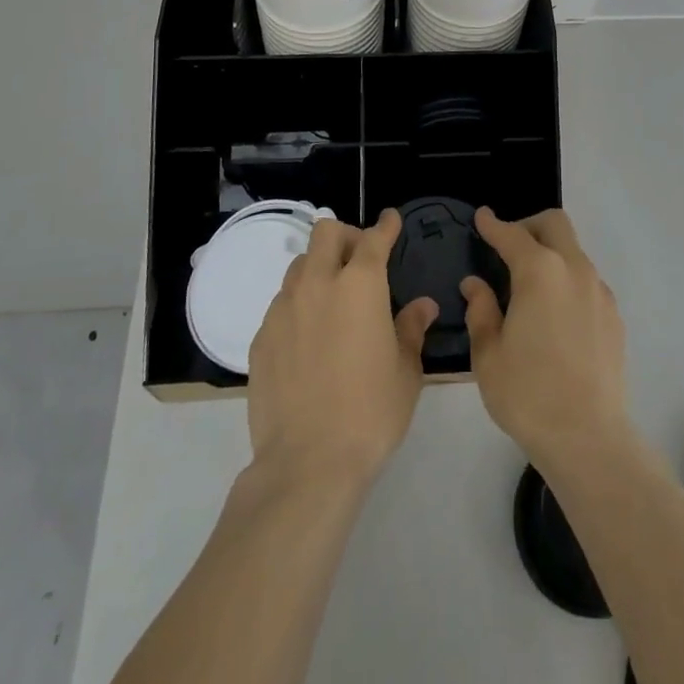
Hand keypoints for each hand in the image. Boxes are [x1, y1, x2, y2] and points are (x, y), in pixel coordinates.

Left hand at [246, 209, 437, 487]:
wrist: (308, 463)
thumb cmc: (371, 412)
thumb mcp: (405, 370)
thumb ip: (411, 328)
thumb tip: (423, 306)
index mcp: (360, 284)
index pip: (374, 238)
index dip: (386, 225)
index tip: (391, 220)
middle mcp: (318, 284)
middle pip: (325, 233)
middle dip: (345, 236)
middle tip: (360, 260)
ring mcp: (283, 309)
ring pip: (299, 265)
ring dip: (319, 268)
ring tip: (333, 298)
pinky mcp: (260, 337)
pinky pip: (281, 303)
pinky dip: (299, 305)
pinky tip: (309, 338)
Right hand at [461, 207, 628, 471]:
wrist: (588, 437)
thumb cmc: (528, 394)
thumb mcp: (488, 355)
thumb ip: (481, 310)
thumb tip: (476, 284)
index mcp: (539, 272)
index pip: (511, 234)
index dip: (493, 224)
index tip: (481, 217)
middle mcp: (574, 269)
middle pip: (554, 224)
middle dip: (529, 226)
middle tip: (508, 248)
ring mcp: (599, 291)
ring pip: (574, 251)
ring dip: (551, 254)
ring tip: (529, 287)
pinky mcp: (614, 315)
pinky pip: (587, 281)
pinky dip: (567, 281)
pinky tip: (554, 315)